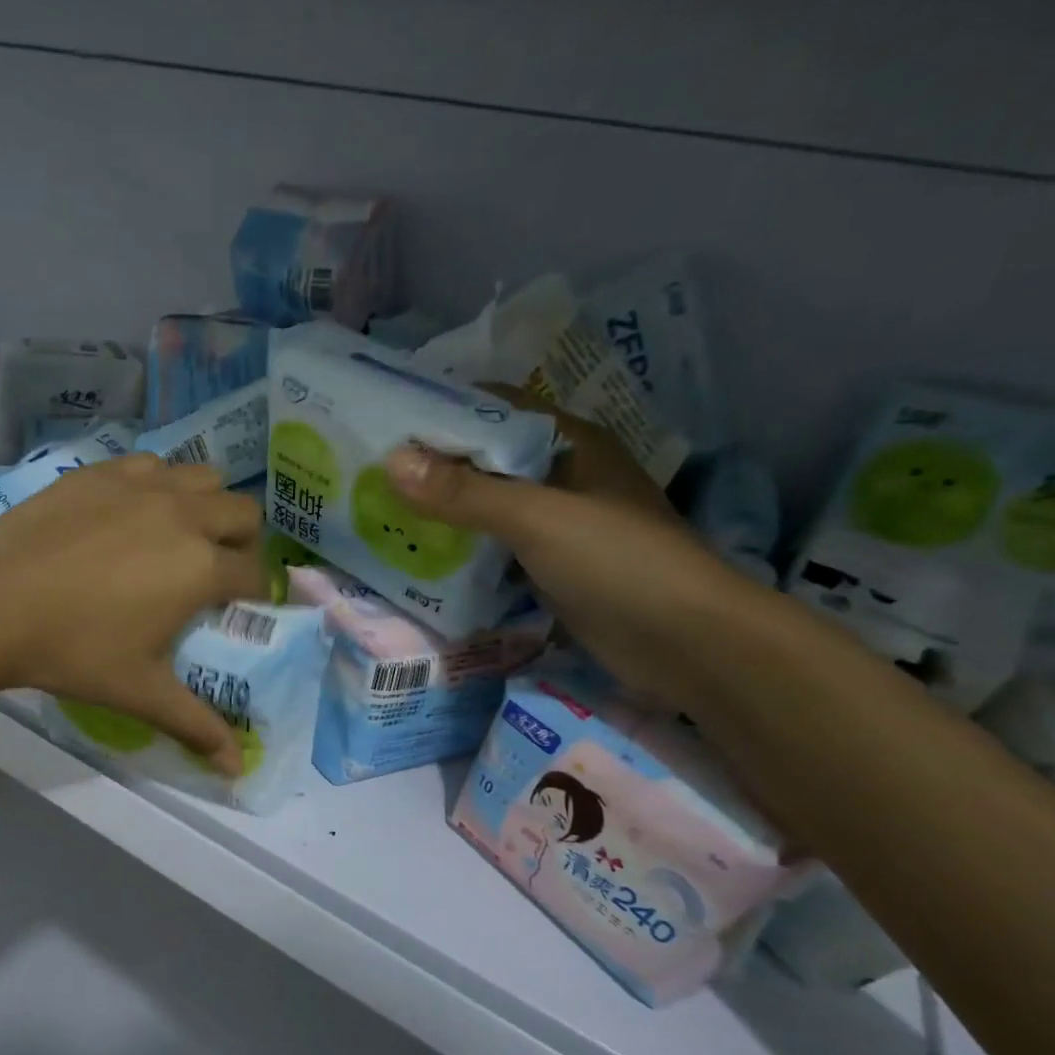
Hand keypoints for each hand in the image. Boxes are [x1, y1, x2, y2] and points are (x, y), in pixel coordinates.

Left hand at [0, 455, 267, 772]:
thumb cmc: (74, 651)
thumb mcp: (141, 692)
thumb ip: (196, 725)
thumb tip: (238, 769)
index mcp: (201, 568)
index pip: (255, 574)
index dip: (254, 594)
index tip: (236, 609)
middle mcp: (184, 515)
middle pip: (244, 513)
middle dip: (242, 542)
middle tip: (212, 570)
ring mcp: (142, 485)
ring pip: (203, 477)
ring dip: (206, 504)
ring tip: (178, 534)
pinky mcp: (102, 471)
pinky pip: (152, 464)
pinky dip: (158, 484)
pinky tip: (132, 511)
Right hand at [384, 404, 766, 712]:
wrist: (686, 644)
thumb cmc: (618, 562)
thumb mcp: (537, 518)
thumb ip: (464, 493)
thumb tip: (390, 462)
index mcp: (570, 444)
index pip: (497, 410)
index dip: (444, 411)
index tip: (385, 422)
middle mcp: (562, 478)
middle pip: (487, 462)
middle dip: (433, 467)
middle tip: (368, 474)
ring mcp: (558, 527)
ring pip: (488, 509)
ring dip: (443, 513)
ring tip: (379, 513)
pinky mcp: (550, 570)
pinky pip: (495, 551)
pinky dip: (461, 552)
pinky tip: (419, 559)